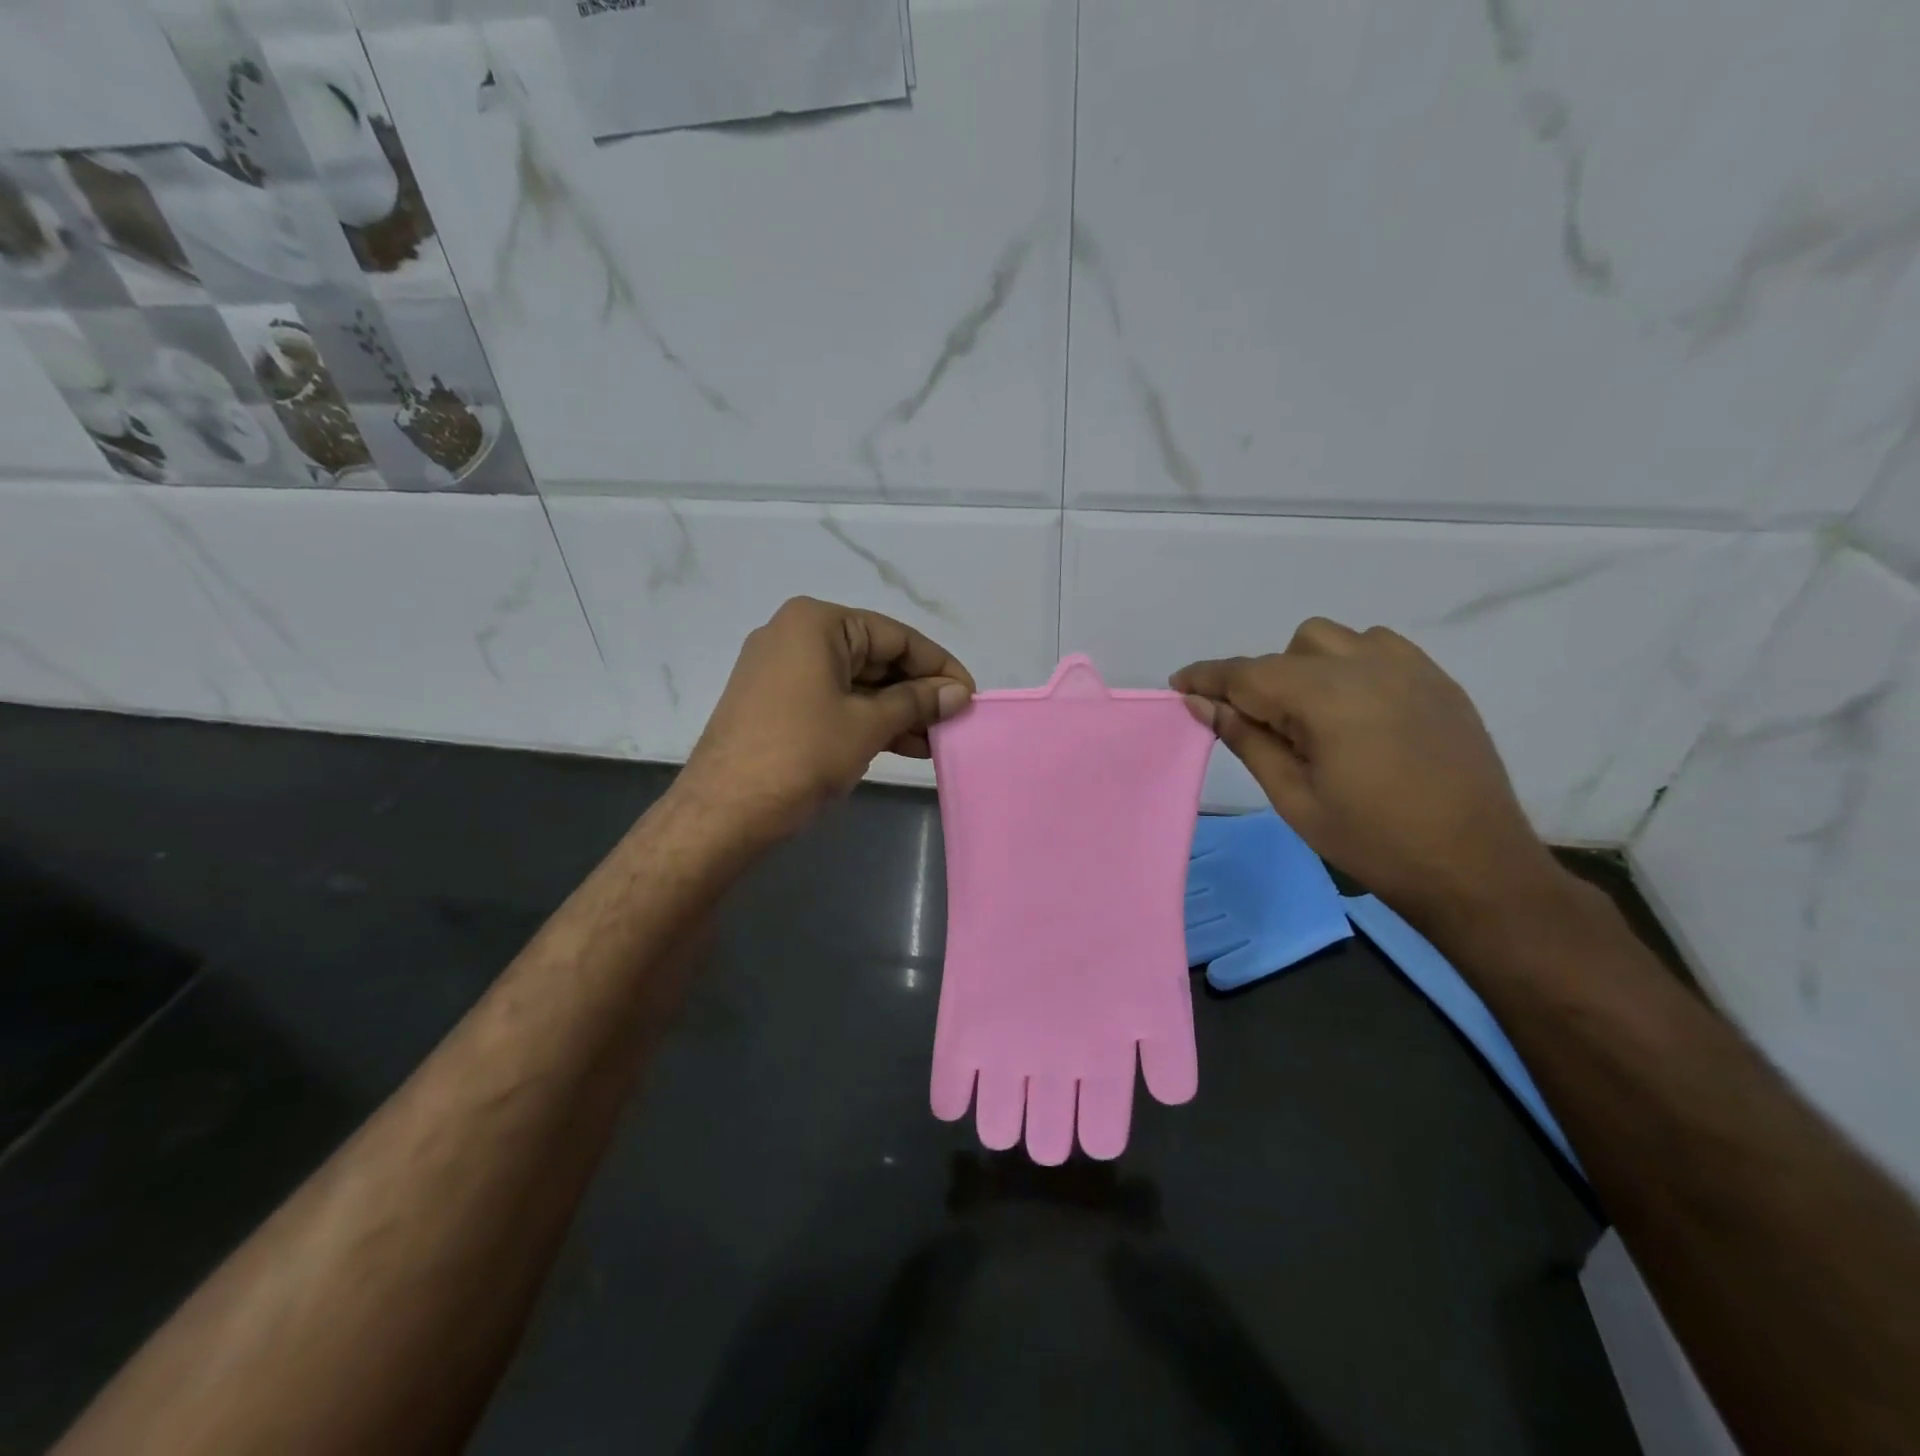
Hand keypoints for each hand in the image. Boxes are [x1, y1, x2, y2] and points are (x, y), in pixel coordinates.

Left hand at [676, 597, 973, 845]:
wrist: (723, 811)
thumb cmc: (801, 754)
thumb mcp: (867, 725)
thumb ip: (917, 702)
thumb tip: (959, 693)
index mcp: (817, 623)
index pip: (896, 636)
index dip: (939, 667)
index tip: (970, 695)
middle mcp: (797, 635)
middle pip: (876, 657)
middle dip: (918, 693)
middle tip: (955, 722)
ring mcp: (782, 670)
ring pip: (857, 684)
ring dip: (898, 712)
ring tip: (936, 742)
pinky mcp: (776, 703)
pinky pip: (835, 701)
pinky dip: (868, 721)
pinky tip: (904, 745)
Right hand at [1173, 619, 1564, 934]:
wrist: (1475, 867)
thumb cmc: (1372, 841)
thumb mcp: (1292, 796)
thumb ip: (1245, 739)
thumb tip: (1201, 703)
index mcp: (1326, 696)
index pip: (1247, 673)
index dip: (1207, 677)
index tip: (1178, 684)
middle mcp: (1367, 666)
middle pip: (1291, 649)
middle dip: (1263, 679)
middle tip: (1265, 729)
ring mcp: (1410, 669)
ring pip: (1335, 640)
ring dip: (1308, 667)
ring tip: (1314, 718)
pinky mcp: (1439, 682)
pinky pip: (1379, 649)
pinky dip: (1351, 666)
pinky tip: (1357, 712)